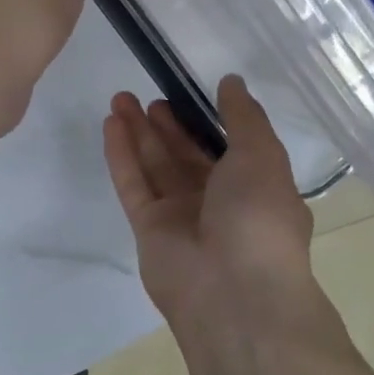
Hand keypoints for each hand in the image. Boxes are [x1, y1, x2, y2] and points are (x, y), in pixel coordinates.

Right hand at [104, 75, 341, 346]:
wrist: (233, 292)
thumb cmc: (259, 218)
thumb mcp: (262, 156)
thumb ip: (244, 117)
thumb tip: (231, 82)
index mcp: (254, 189)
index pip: (229, 149)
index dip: (208, 121)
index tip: (188, 92)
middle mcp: (217, 203)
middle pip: (186, 156)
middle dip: (167, 125)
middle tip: (147, 96)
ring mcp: (180, 217)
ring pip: (155, 166)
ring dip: (139, 132)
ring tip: (120, 98)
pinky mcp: (148, 228)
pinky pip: (133, 184)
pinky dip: (122, 154)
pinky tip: (111, 124)